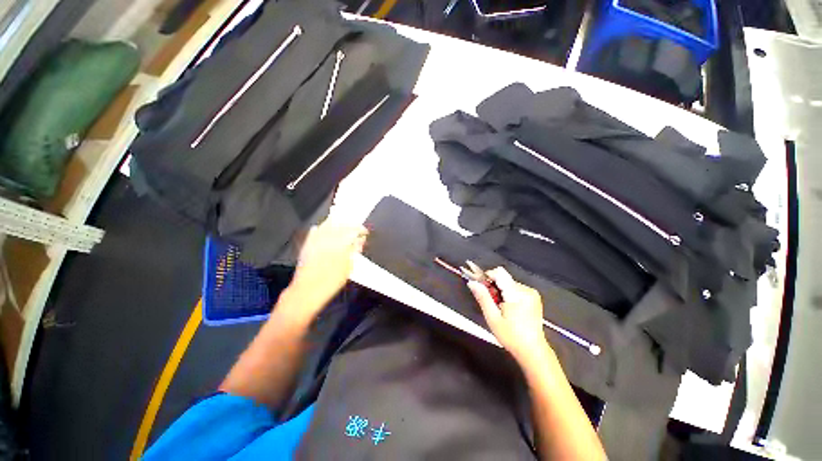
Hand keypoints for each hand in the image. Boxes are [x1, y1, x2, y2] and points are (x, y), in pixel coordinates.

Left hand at [285, 220, 367, 318]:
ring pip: (327, 224)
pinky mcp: (307, 245)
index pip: (353, 229)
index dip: (360, 229)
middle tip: (356, 230)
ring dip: (337, 225)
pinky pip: (315, 231)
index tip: (365, 232)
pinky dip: (322, 229)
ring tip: (344, 230)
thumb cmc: (331, 281)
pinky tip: (326, 232)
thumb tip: (359, 241)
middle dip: (350, 225)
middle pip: (340, 224)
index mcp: (339, 243)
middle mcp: (326, 238)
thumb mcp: (348, 267)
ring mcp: (315, 240)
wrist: (307, 291)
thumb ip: (354, 251)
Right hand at [469, 267, 550, 366]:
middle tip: (490, 302)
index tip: (480, 287)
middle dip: (493, 286)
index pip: (499, 273)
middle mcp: (526, 290)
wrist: (533, 351)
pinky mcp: (533, 297)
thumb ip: (482, 297)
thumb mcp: (493, 318)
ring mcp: (531, 293)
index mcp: (516, 294)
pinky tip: (508, 308)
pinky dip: (508, 294)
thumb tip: (472, 282)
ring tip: (499, 307)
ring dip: (500, 291)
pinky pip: (515, 288)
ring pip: (508, 282)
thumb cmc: (512, 337)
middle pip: (503, 278)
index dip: (487, 277)